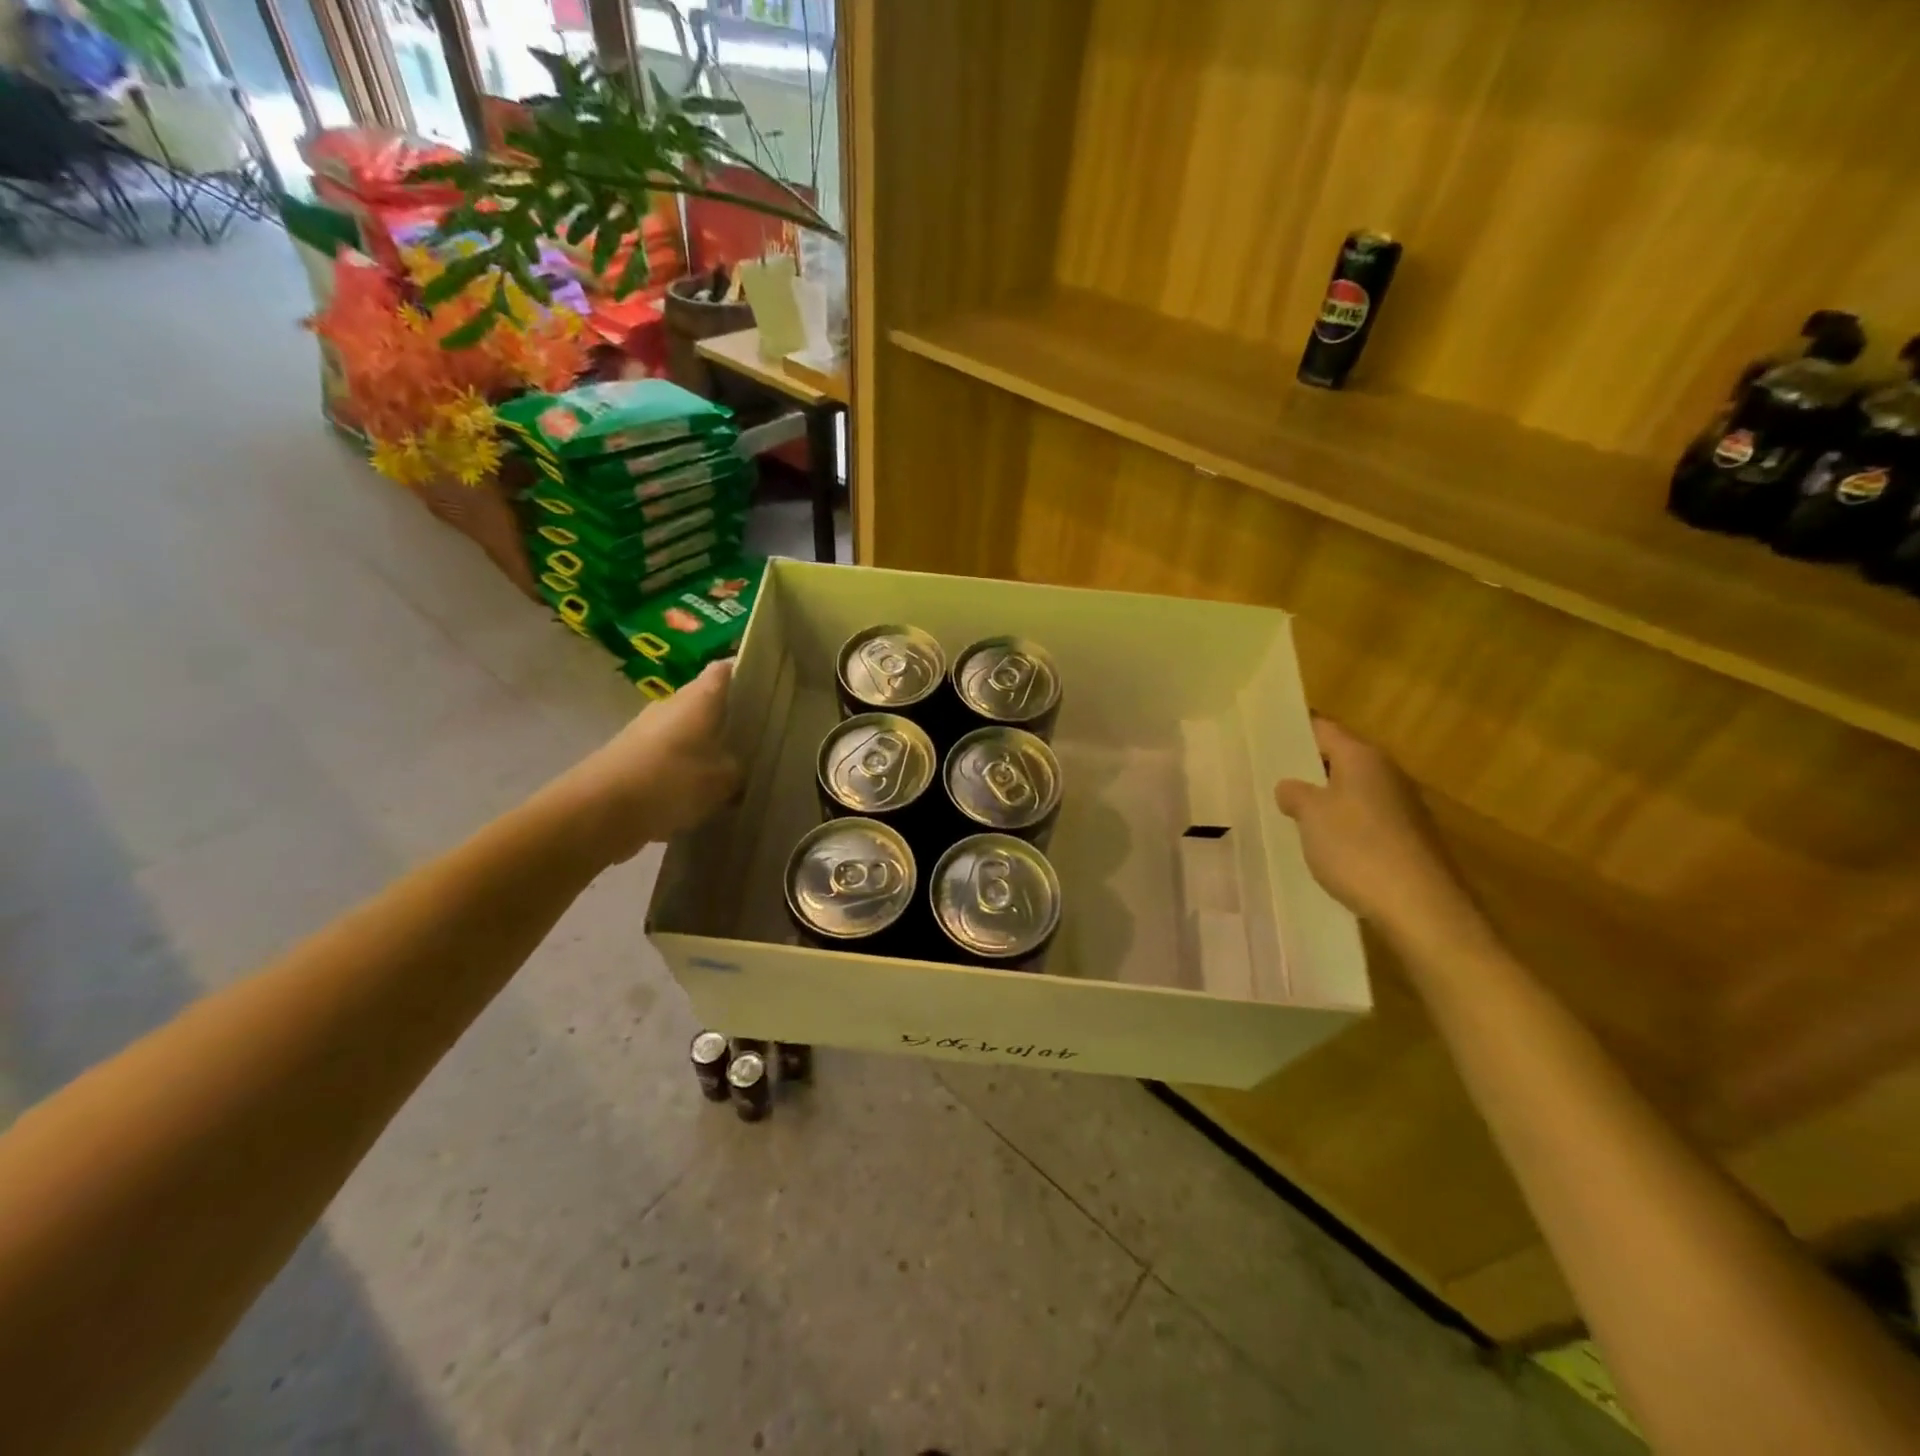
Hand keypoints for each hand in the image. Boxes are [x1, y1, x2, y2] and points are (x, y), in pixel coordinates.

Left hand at [544, 660, 742, 865]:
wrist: (599, 811)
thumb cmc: (671, 781)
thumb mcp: (724, 780)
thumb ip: (739, 770)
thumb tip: (740, 769)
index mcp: (699, 697)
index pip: (726, 670)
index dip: (747, 673)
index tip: (769, 689)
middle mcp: (672, 705)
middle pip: (707, 703)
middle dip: (730, 719)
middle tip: (758, 740)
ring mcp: (647, 731)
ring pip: (688, 733)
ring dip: (706, 749)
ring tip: (733, 774)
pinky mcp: (632, 758)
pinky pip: (669, 759)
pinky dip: (684, 772)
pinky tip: (698, 798)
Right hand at [1273, 718, 1486, 953]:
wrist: (1421, 907)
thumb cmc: (1358, 849)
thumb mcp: (1311, 816)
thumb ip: (1295, 794)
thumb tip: (1290, 786)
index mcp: (1363, 757)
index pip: (1323, 729)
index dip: (1294, 731)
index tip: (1266, 736)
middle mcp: (1387, 774)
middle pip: (1341, 759)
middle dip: (1308, 767)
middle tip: (1270, 775)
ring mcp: (1402, 807)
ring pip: (1353, 791)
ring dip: (1325, 798)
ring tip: (1290, 810)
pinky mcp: (1408, 839)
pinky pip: (1366, 819)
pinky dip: (1343, 824)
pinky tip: (1323, 844)